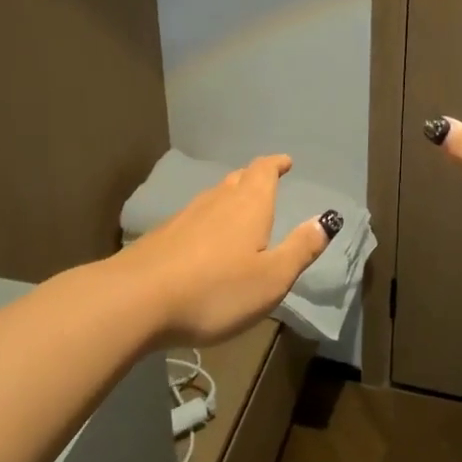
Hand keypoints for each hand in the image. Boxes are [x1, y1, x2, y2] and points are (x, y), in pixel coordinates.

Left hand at [118, 154, 335, 344]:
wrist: (136, 300)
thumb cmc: (215, 290)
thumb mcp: (271, 278)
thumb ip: (300, 249)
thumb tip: (326, 220)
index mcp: (249, 205)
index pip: (264, 171)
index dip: (275, 164)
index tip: (285, 162)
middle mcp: (217, 201)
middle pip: (238, 179)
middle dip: (254, 178)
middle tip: (266, 182)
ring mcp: (184, 217)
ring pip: (214, 197)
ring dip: (230, 197)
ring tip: (239, 208)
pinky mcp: (161, 237)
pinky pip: (193, 218)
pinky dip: (207, 220)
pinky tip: (204, 239)